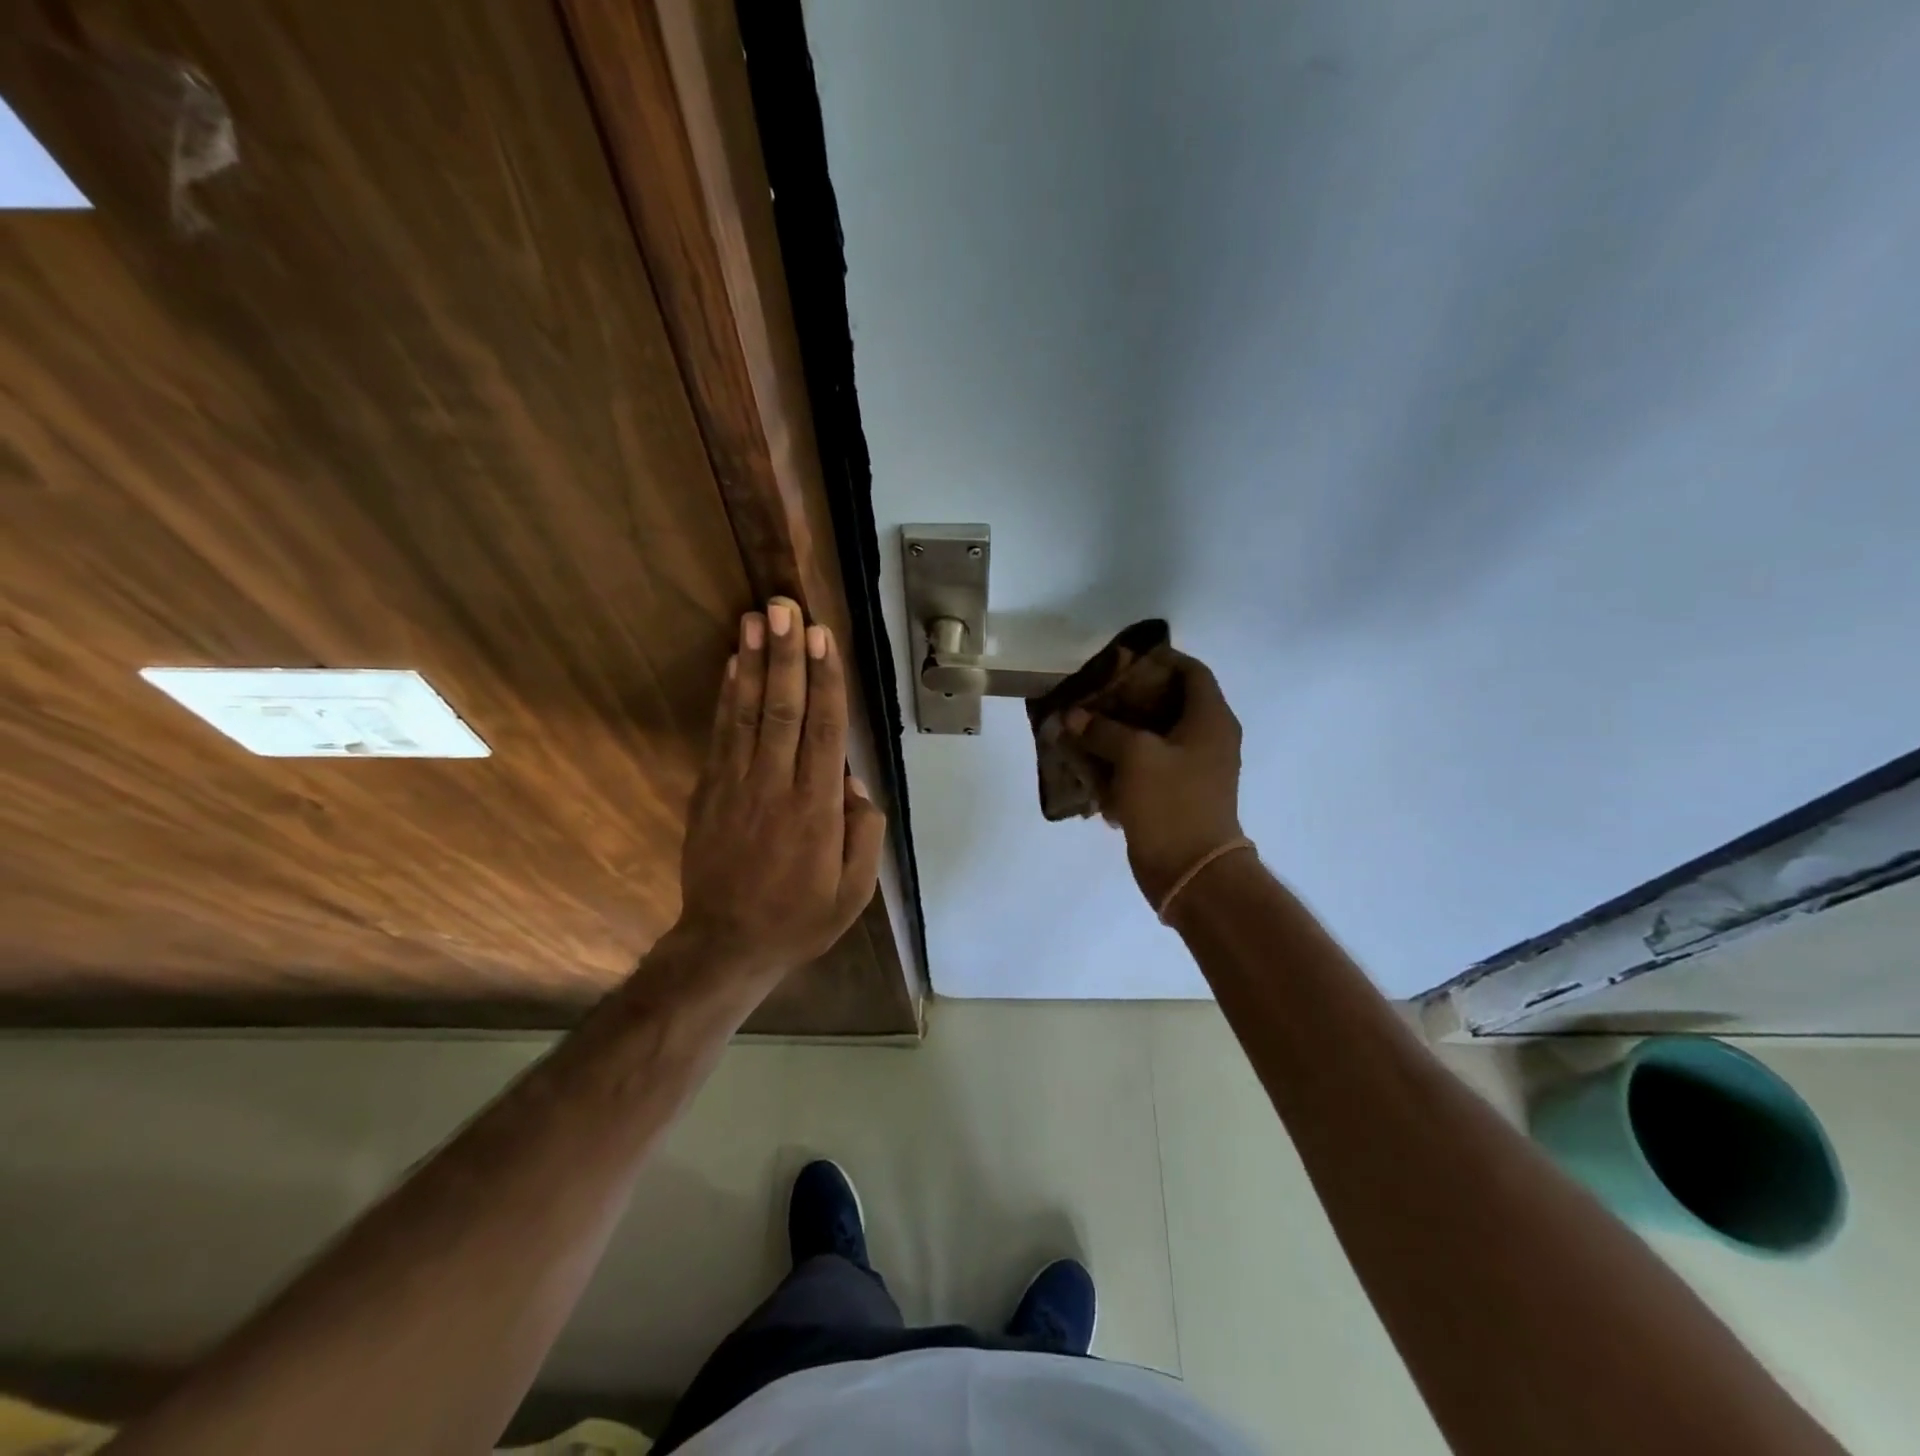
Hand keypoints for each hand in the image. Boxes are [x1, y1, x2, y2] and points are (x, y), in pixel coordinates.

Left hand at [676, 597, 886, 979]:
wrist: (726, 945)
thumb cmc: (800, 918)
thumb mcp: (854, 890)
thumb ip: (863, 832)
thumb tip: (853, 781)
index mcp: (817, 809)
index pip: (824, 730)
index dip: (824, 680)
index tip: (822, 638)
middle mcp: (776, 787)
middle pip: (783, 709)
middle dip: (786, 655)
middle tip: (785, 607)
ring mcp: (736, 787)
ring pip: (746, 714)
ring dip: (752, 663)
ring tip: (755, 619)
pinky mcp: (709, 793)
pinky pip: (720, 736)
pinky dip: (726, 697)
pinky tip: (731, 665)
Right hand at [1066, 651, 1244, 907]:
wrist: (1191, 871)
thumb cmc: (1171, 802)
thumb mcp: (1134, 756)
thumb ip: (1102, 729)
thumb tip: (1074, 716)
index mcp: (1210, 719)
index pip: (1191, 671)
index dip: (1159, 659)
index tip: (1121, 660)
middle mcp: (1207, 739)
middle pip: (1168, 703)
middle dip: (1129, 697)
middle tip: (1093, 694)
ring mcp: (1192, 770)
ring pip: (1153, 737)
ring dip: (1120, 731)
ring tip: (1083, 726)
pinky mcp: (1176, 795)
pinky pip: (1147, 767)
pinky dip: (1121, 762)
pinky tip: (1090, 763)